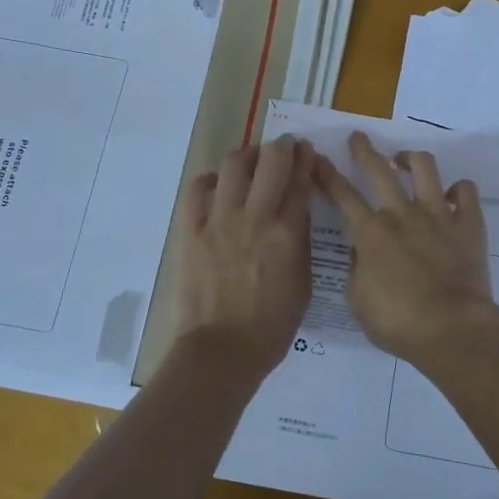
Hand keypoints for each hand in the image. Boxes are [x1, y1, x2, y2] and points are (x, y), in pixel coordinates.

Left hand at [172, 137, 314, 378]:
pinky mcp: (191, 231)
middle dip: (281, 147)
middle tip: (284, 149)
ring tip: (251, 162)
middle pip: (271, 161)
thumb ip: (301, 242)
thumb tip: (296, 213)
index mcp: (288, 233)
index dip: (305, 159)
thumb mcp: (304, 284)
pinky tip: (217, 186)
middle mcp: (255, 217)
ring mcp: (219, 221)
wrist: (222, 351)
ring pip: (233, 165)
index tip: (307, 152)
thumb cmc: (271, 326)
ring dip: (247, 156)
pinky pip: (197, 190)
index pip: (300, 180)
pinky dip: (210, 180)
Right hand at [312, 132, 498, 365]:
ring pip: (425, 167)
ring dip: (411, 158)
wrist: (452, 330)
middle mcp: (402, 214)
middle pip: (379, 170)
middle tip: (358, 138)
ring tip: (405, 160)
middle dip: (364, 150)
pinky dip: (458, 189)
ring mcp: (438, 215)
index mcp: (370, 233)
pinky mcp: (468, 224)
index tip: (317, 158)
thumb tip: (361, 251)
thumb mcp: (358, 300)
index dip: (327, 175)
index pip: (342, 195)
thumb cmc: (398, 322)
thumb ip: (356, 269)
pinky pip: (466, 190)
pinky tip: (452, 195)